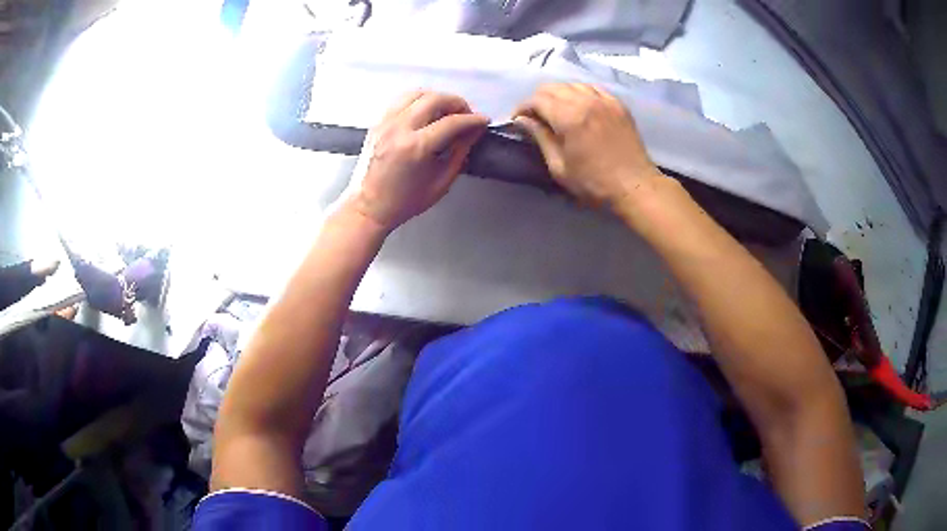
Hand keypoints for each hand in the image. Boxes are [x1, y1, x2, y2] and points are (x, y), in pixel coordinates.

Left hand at [341, 91, 488, 230]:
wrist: (368, 207)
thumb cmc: (405, 201)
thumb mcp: (441, 182)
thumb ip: (460, 153)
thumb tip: (473, 132)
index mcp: (416, 147)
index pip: (452, 122)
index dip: (473, 119)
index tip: (483, 120)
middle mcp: (399, 129)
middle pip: (435, 99)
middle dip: (457, 103)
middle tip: (466, 115)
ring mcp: (386, 123)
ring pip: (417, 93)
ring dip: (437, 98)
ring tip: (447, 111)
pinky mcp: (378, 123)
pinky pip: (401, 100)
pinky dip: (418, 100)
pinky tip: (426, 111)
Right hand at [513, 83, 662, 209]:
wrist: (635, 186)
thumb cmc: (594, 183)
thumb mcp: (559, 167)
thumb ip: (540, 137)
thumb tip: (522, 120)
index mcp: (569, 117)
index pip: (537, 99)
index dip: (523, 108)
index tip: (517, 120)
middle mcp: (586, 101)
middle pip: (553, 87)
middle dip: (538, 99)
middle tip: (535, 117)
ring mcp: (604, 100)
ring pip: (572, 84)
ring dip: (559, 94)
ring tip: (556, 111)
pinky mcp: (617, 104)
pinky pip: (592, 88)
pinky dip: (580, 93)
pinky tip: (579, 107)